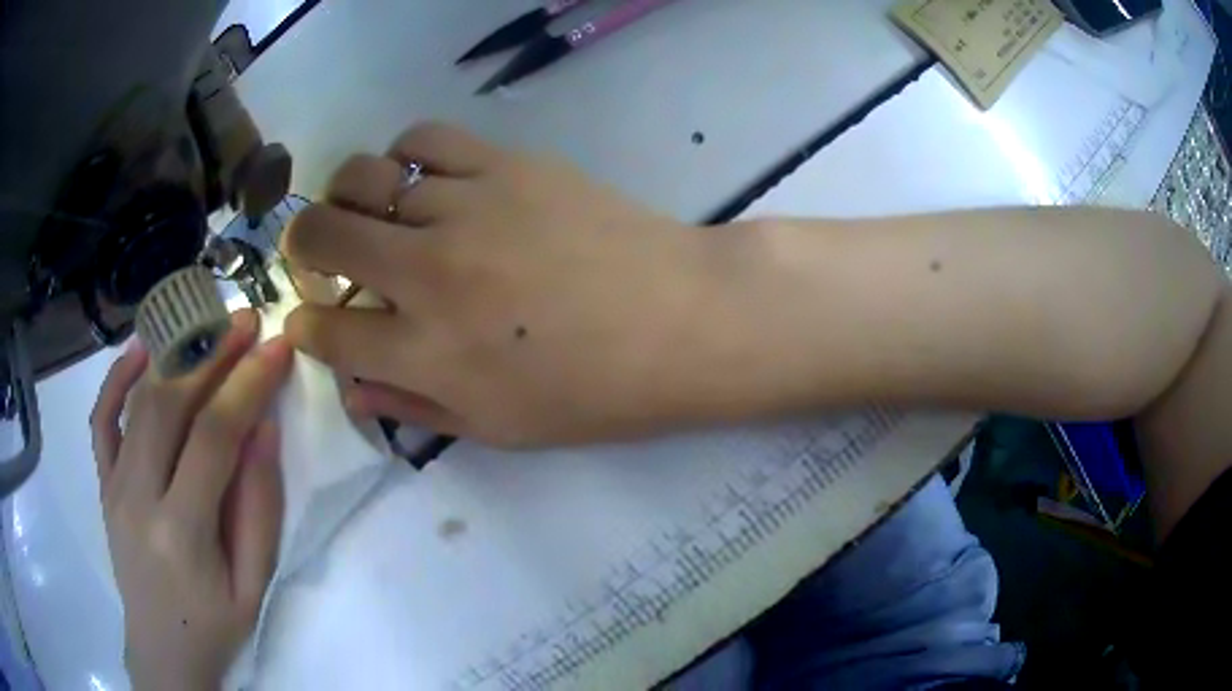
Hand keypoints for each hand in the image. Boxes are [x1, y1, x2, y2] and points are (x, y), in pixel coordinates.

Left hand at [91, 310, 292, 689]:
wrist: (162, 651)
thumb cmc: (215, 625)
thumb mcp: (254, 584)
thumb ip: (259, 508)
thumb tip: (264, 427)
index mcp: (181, 533)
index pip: (212, 437)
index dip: (246, 384)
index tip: (278, 347)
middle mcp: (138, 498)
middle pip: (169, 404)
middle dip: (210, 352)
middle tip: (245, 320)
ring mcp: (114, 486)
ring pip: (137, 401)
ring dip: (173, 353)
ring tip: (205, 322)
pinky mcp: (103, 483)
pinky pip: (102, 419)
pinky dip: (116, 377)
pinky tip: (140, 350)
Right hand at [281, 122, 721, 446]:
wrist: (684, 320)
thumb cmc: (597, 393)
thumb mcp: (499, 428)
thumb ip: (414, 408)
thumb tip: (354, 389)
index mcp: (426, 354)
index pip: (326, 333)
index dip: (304, 328)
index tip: (309, 322)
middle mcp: (427, 273)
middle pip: (319, 236)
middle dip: (302, 250)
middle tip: (321, 260)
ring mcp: (464, 208)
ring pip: (361, 176)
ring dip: (346, 199)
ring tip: (367, 215)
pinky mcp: (504, 164)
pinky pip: (422, 141)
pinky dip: (402, 159)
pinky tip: (419, 181)